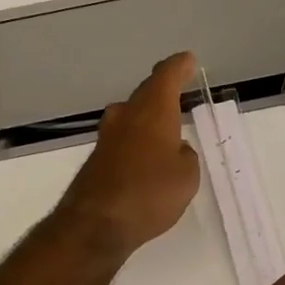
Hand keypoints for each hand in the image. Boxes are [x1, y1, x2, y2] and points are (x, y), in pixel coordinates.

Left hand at [57, 52, 199, 258]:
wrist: (96, 223)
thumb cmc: (150, 193)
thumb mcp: (186, 176)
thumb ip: (185, 156)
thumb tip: (175, 150)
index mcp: (153, 110)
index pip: (166, 76)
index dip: (179, 67)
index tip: (188, 61)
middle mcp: (126, 115)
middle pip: (145, 93)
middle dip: (162, 91)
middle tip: (178, 90)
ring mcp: (107, 136)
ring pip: (131, 116)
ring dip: (147, 116)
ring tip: (165, 124)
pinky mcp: (97, 158)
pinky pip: (123, 139)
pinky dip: (136, 140)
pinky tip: (145, 155)